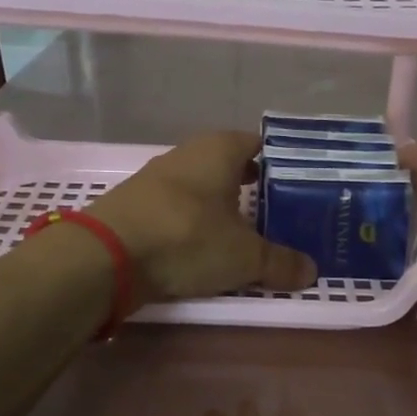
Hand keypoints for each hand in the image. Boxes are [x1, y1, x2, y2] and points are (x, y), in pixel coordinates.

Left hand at [89, 132, 315, 304]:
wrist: (105, 256)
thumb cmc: (186, 238)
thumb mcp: (244, 257)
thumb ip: (280, 262)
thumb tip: (312, 271)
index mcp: (219, 149)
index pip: (258, 143)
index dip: (279, 162)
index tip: (298, 185)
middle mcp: (188, 154)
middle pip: (229, 165)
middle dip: (252, 186)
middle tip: (279, 212)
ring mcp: (157, 178)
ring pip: (202, 187)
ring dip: (221, 206)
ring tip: (246, 233)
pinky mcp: (136, 204)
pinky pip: (178, 208)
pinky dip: (194, 222)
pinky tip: (204, 245)